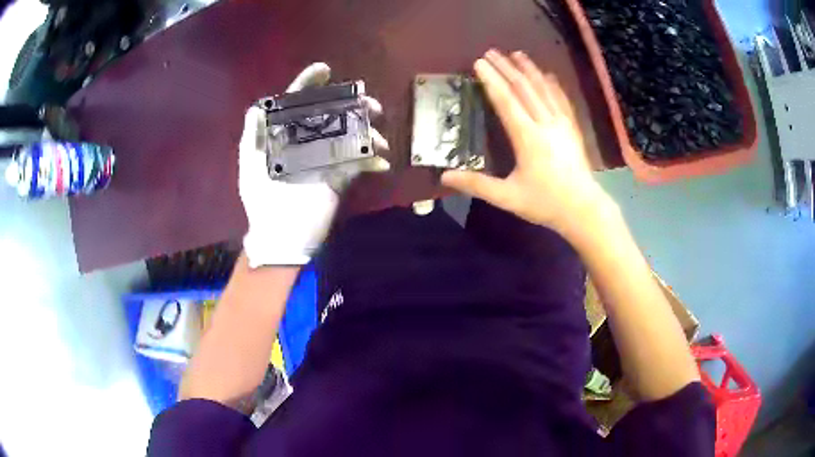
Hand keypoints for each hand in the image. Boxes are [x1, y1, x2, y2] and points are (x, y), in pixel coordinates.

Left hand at [239, 63, 387, 266]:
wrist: (281, 238)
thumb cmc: (262, 201)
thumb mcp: (251, 167)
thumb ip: (253, 137)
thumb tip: (257, 107)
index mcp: (283, 137)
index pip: (295, 104)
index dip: (307, 85)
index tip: (324, 70)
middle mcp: (305, 143)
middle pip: (329, 114)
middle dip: (350, 104)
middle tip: (368, 102)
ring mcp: (324, 159)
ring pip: (348, 135)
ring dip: (366, 130)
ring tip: (378, 135)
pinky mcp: (339, 178)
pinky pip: (358, 163)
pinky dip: (371, 160)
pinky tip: (380, 161)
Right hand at [441, 50, 609, 237]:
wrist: (583, 209)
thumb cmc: (545, 203)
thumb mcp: (507, 197)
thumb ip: (477, 185)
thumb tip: (444, 177)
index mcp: (527, 137)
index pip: (506, 101)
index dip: (491, 80)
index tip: (479, 63)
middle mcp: (545, 123)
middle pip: (524, 89)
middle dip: (506, 68)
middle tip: (492, 52)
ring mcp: (562, 124)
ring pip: (544, 90)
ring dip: (529, 70)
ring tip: (517, 54)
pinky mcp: (573, 129)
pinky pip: (562, 100)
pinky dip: (553, 85)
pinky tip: (548, 75)